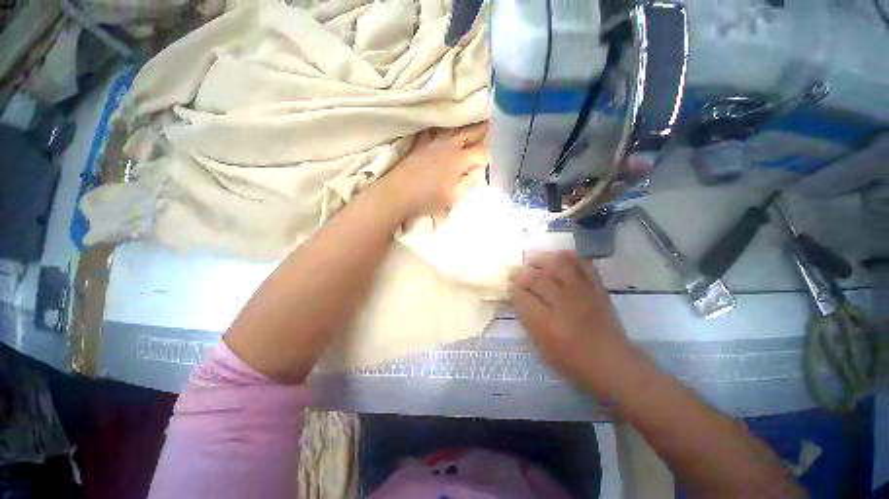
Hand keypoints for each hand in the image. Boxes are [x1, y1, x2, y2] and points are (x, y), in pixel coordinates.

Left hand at [381, 123, 488, 220]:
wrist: (398, 193)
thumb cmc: (427, 199)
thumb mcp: (453, 196)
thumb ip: (468, 181)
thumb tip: (478, 170)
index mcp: (459, 160)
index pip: (482, 152)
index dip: (489, 154)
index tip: (494, 156)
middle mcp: (449, 145)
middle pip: (470, 133)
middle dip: (483, 129)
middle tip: (493, 124)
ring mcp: (434, 142)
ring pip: (454, 127)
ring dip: (466, 124)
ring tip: (474, 118)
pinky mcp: (421, 143)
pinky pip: (435, 129)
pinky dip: (443, 126)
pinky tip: (445, 126)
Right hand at [509, 251, 634, 394]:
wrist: (612, 362)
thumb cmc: (573, 361)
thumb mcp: (543, 347)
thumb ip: (529, 320)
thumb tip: (519, 299)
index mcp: (546, 323)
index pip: (522, 297)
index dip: (513, 290)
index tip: (509, 287)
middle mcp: (563, 303)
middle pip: (537, 278)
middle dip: (522, 273)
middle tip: (515, 273)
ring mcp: (582, 293)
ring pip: (559, 266)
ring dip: (543, 260)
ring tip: (535, 261)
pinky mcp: (597, 289)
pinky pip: (584, 265)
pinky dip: (571, 258)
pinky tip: (561, 257)